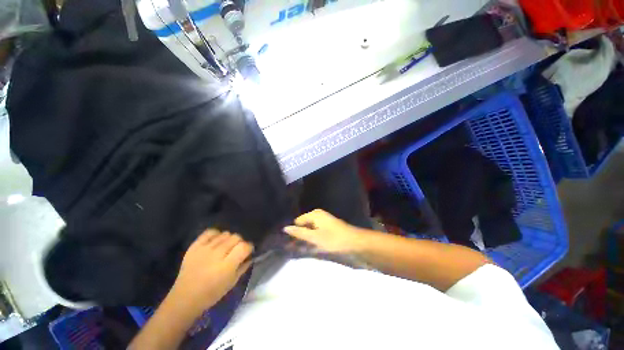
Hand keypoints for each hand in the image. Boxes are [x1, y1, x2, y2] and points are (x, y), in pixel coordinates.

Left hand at [169, 230, 253, 311]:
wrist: (184, 297)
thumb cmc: (211, 294)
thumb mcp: (232, 283)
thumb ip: (243, 267)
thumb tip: (250, 256)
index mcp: (227, 265)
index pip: (244, 246)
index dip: (249, 247)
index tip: (248, 251)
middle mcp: (217, 254)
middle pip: (236, 237)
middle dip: (240, 242)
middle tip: (236, 250)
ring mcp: (205, 248)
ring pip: (225, 234)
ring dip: (229, 239)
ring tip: (226, 247)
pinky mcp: (195, 246)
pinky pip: (210, 232)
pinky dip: (216, 234)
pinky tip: (216, 241)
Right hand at [283, 209, 362, 252]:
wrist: (355, 243)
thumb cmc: (334, 239)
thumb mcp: (315, 237)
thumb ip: (299, 233)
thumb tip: (285, 228)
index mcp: (314, 214)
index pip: (298, 221)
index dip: (294, 232)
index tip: (289, 244)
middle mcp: (318, 215)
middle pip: (304, 226)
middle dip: (299, 236)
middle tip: (294, 249)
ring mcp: (324, 222)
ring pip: (310, 231)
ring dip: (306, 240)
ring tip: (301, 250)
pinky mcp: (328, 229)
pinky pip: (316, 233)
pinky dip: (313, 240)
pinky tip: (311, 248)